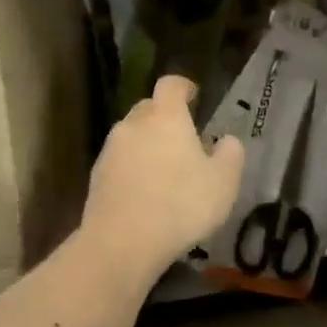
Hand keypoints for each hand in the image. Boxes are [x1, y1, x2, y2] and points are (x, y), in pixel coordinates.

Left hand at [81, 75, 244, 283]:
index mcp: (166, 117)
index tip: (194, 96)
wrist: (122, 242)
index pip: (171, 85)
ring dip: (147, 145)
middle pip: (148, 108)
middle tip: (184, 139)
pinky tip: (144, 193)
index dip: (184, 87)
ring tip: (165, 171)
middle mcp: (133, 124)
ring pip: (131, 136)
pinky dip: (132, 168)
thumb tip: (227, 140)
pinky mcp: (96, 176)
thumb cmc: (181, 205)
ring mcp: (110, 150)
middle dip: (165, 117)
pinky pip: (119, 162)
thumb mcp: (223, 183)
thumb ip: (230, 154)